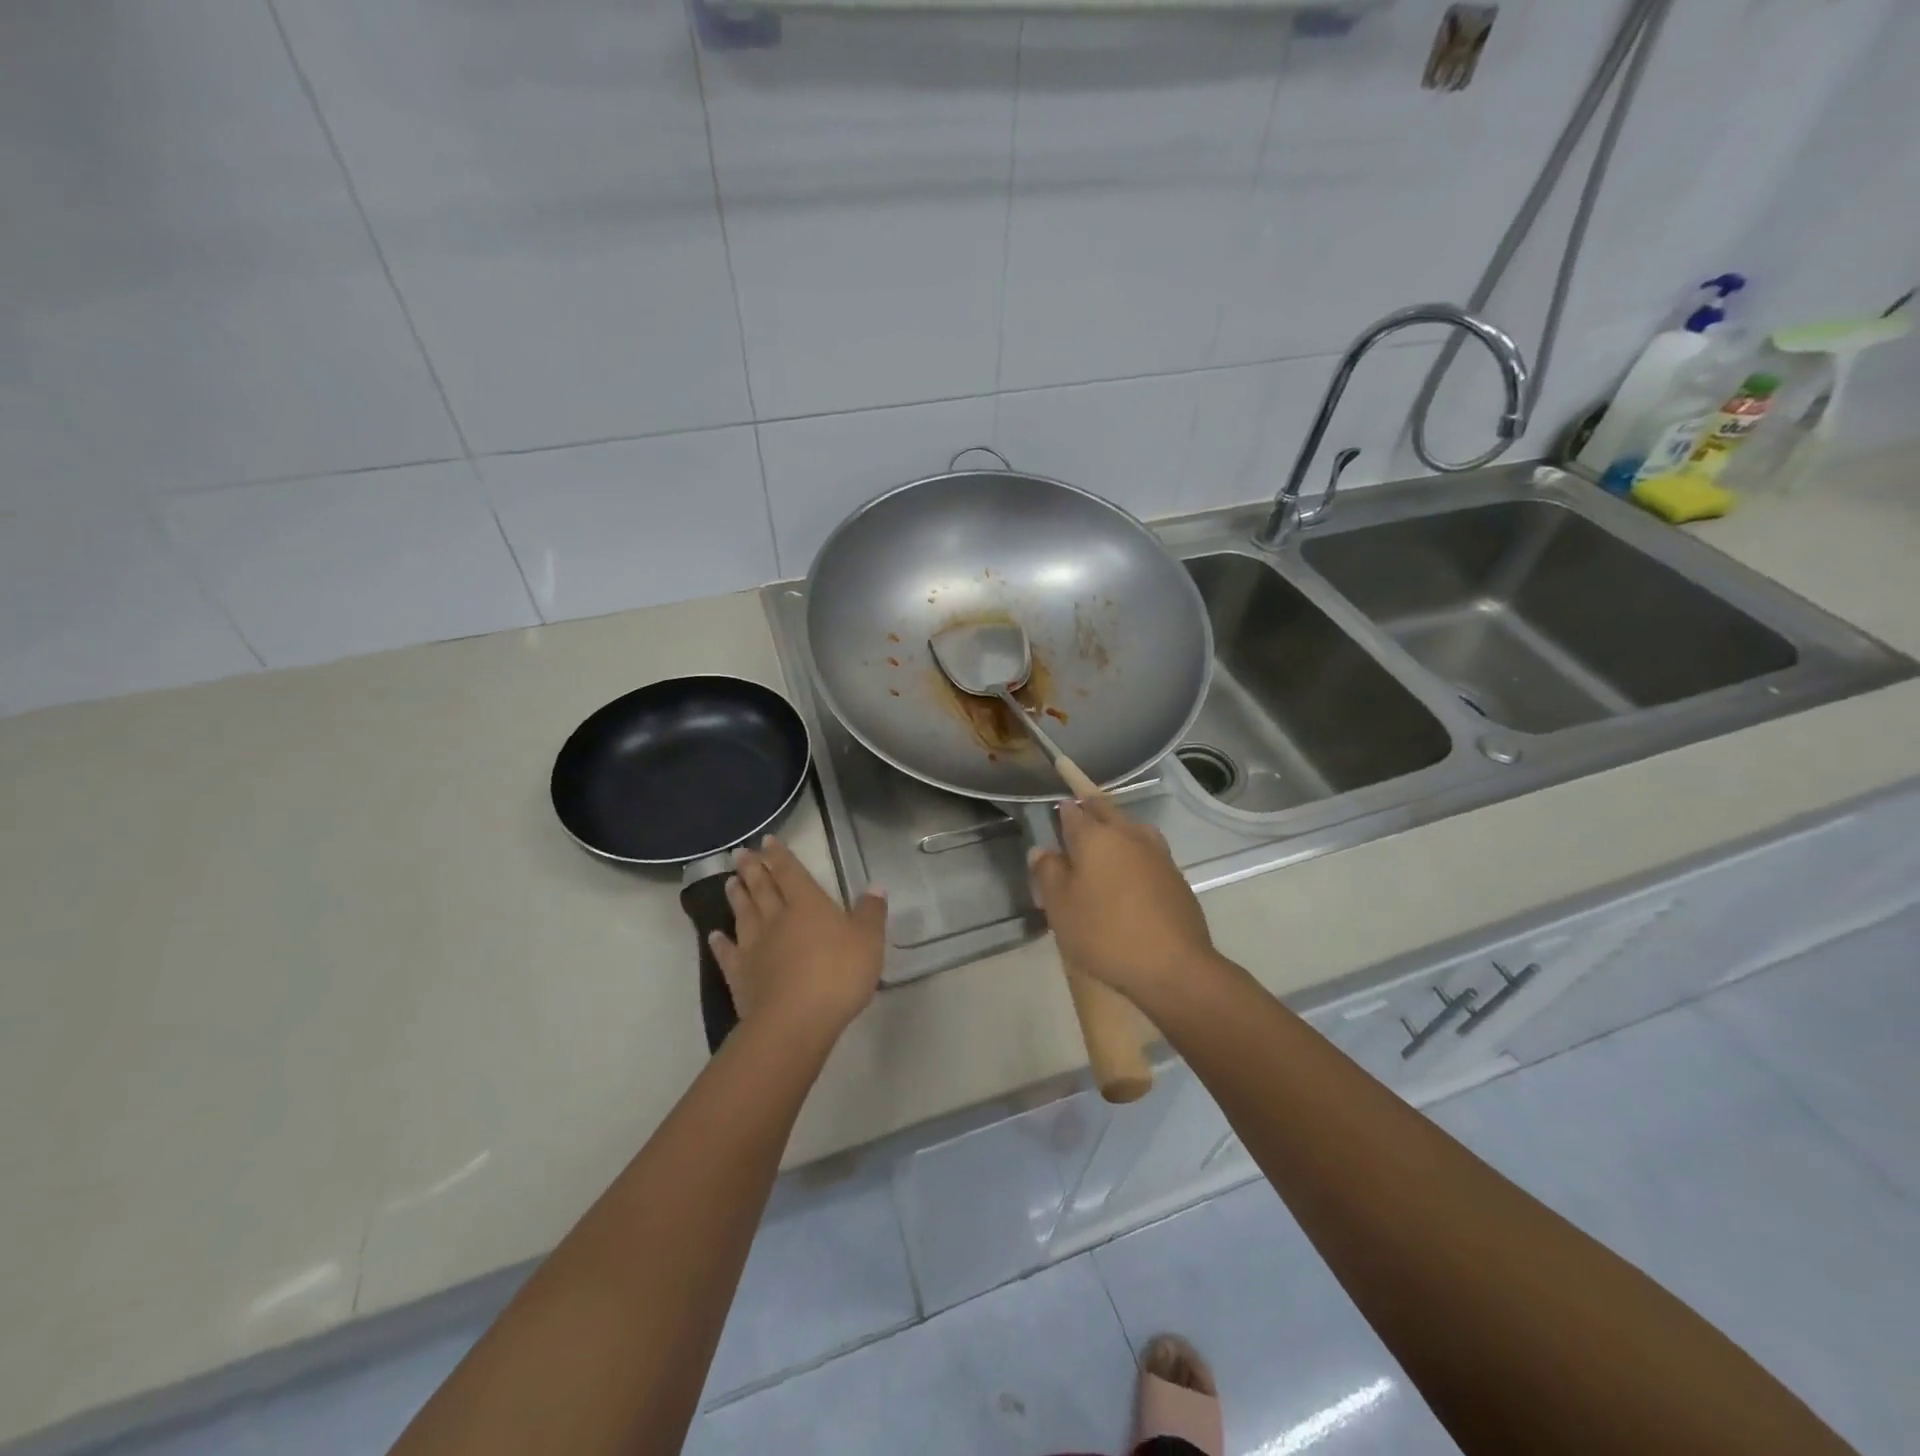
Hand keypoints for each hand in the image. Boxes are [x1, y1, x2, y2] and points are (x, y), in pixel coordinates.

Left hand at [708, 836, 886, 1038]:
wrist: (795, 1020)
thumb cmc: (838, 974)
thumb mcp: (869, 941)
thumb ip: (871, 913)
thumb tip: (875, 887)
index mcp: (808, 905)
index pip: (791, 872)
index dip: (780, 856)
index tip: (766, 840)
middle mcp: (777, 919)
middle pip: (762, 888)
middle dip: (752, 869)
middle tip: (740, 854)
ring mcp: (755, 947)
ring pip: (744, 915)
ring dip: (737, 897)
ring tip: (729, 882)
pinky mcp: (741, 976)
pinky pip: (729, 954)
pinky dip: (721, 943)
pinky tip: (715, 935)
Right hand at [1028, 796, 1213, 1002]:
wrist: (1174, 966)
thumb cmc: (1105, 933)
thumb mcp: (1060, 907)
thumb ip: (1048, 872)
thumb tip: (1042, 849)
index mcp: (1095, 836)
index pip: (1072, 811)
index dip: (1061, 812)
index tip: (1054, 818)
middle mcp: (1128, 834)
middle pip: (1105, 811)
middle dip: (1089, 810)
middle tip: (1077, 822)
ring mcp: (1156, 853)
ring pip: (1130, 828)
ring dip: (1115, 829)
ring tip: (1103, 846)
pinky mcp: (1175, 875)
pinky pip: (1147, 851)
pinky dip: (1133, 854)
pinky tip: (1129, 874)